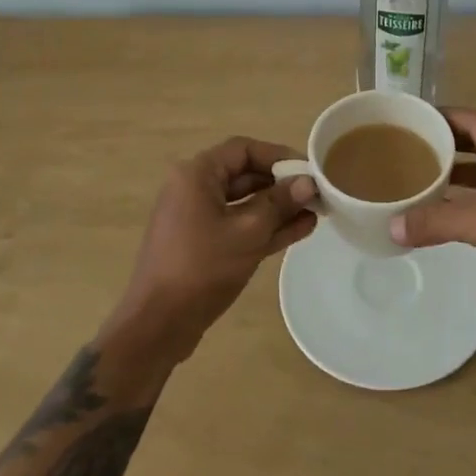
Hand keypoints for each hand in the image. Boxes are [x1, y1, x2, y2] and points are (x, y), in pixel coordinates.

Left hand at [112, 137, 320, 353]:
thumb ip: (280, 203)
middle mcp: (195, 189)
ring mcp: (198, 219)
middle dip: (282, 184)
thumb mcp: (248, 232)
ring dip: (279, 208)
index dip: (279, 156)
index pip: (244, 149)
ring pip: (246, 203)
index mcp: (197, 175)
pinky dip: (266, 227)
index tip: (309, 169)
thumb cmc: (201, 268)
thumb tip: (308, 182)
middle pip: (246, 175)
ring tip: (316, 212)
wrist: (158, 326)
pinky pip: (239, 226)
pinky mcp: (203, 245)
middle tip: (317, 193)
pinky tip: (301, 230)